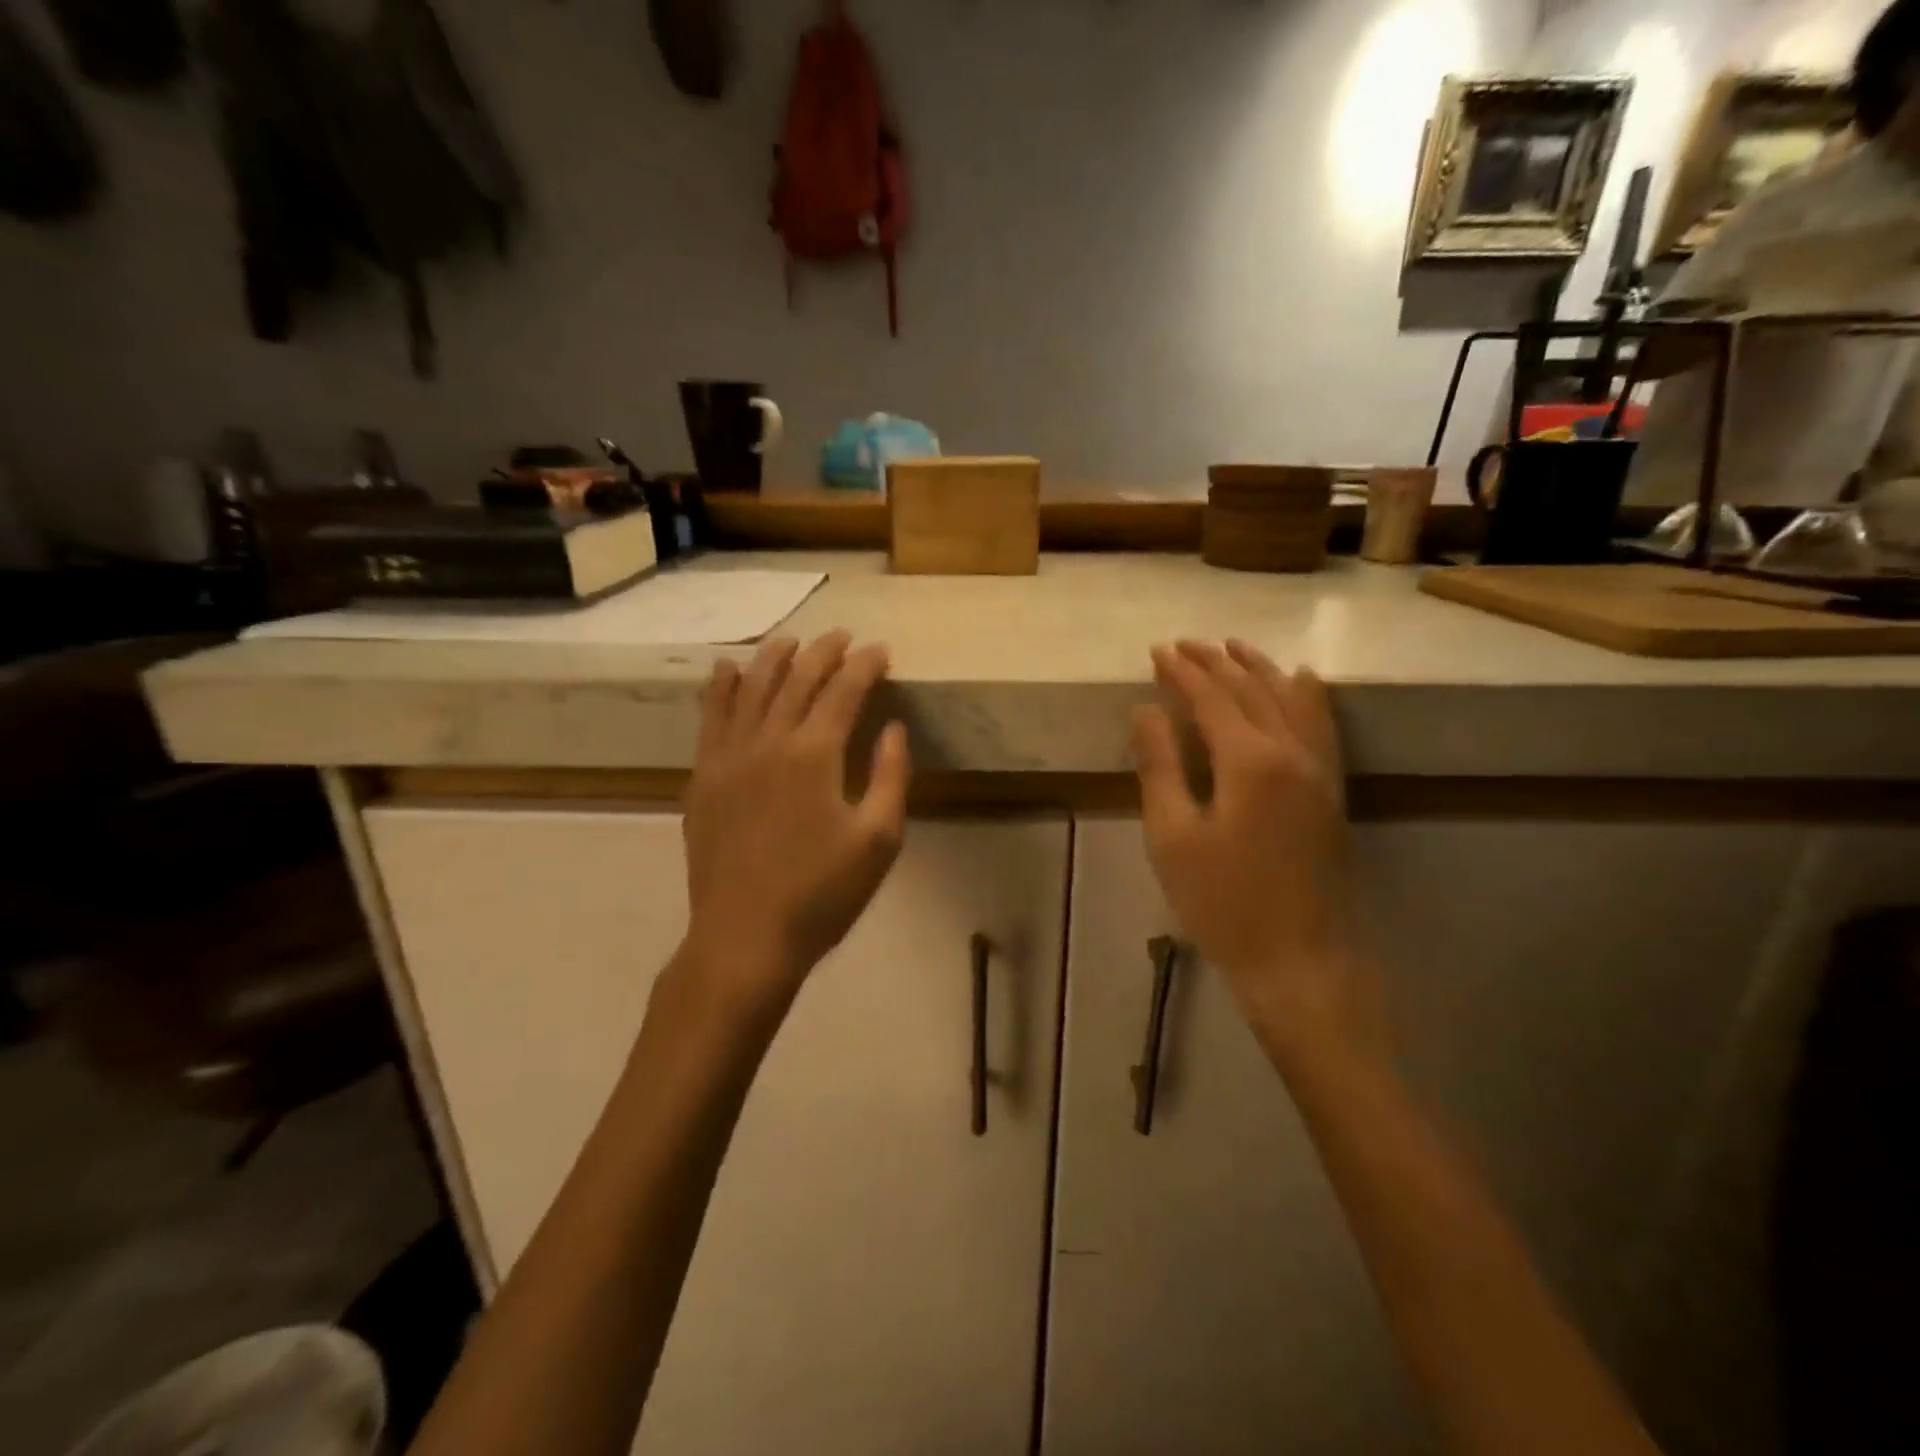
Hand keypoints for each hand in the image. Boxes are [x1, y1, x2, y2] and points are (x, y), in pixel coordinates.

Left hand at [679, 631, 910, 1013]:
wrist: (745, 938)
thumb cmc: (822, 894)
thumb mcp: (878, 841)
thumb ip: (890, 777)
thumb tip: (893, 728)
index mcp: (815, 755)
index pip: (844, 691)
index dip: (865, 666)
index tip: (881, 651)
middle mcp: (768, 741)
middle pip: (797, 680)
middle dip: (824, 653)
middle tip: (843, 638)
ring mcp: (728, 757)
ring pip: (750, 689)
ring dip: (773, 658)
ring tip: (790, 640)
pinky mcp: (703, 778)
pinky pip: (710, 718)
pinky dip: (720, 688)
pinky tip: (727, 670)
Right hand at [1130, 640, 1387, 1069]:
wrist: (1300, 960)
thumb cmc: (1223, 903)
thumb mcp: (1172, 836)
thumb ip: (1160, 766)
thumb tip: (1145, 710)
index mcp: (1249, 760)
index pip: (1211, 697)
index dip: (1182, 672)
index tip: (1158, 650)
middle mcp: (1292, 751)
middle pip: (1252, 689)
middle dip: (1217, 661)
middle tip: (1186, 643)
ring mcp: (1320, 770)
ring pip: (1291, 699)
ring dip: (1260, 668)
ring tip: (1235, 647)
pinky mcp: (1332, 791)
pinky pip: (1322, 724)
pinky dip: (1307, 695)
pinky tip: (1303, 681)